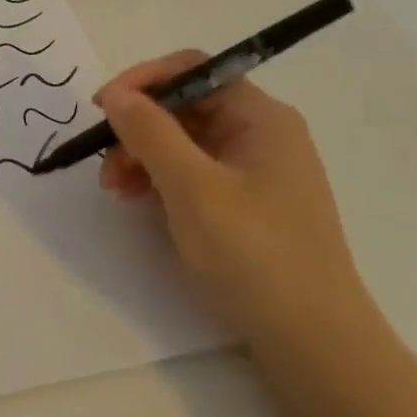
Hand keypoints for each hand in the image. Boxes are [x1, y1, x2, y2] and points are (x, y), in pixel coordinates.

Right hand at [96, 51, 369, 349]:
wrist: (315, 346)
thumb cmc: (254, 253)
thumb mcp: (191, 187)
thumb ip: (149, 131)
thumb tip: (115, 94)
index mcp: (260, 118)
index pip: (192, 70)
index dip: (143, 81)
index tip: (102, 108)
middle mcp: (260, 135)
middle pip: (184, 107)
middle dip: (137, 128)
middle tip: (105, 164)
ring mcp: (255, 173)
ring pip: (183, 143)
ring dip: (142, 157)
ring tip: (115, 191)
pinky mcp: (247, 206)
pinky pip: (193, 174)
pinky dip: (160, 181)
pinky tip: (138, 202)